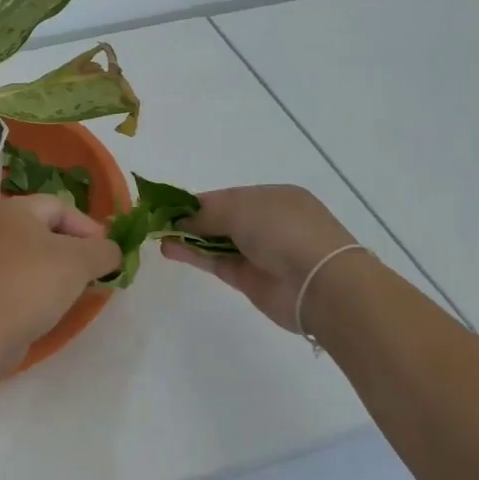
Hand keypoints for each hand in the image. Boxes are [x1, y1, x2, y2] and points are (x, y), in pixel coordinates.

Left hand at [0, 195, 121, 381]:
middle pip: (49, 229)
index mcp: (16, 208)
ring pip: (37, 253)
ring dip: (62, 268)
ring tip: (81, 288)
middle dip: (78, 249)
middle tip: (97, 271)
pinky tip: (55, 301)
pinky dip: (43, 283)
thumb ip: (105, 250)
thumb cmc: (34, 284)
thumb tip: (112, 252)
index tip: (109, 256)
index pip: (63, 207)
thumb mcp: (81, 261)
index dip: (90, 229)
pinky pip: (23, 274)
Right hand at [160, 184, 361, 331]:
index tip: (168, 204)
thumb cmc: (283, 230)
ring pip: (216, 241)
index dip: (197, 200)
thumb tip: (179, 220)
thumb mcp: (240, 208)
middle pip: (221, 218)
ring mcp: (260, 252)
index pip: (228, 195)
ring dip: (188, 238)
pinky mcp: (249, 279)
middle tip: (158, 220)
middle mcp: (268, 222)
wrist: (320, 283)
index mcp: (274, 197)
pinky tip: (169, 249)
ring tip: (158, 235)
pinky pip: (216, 261)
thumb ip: (205, 213)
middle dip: (191, 219)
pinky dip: (193, 255)